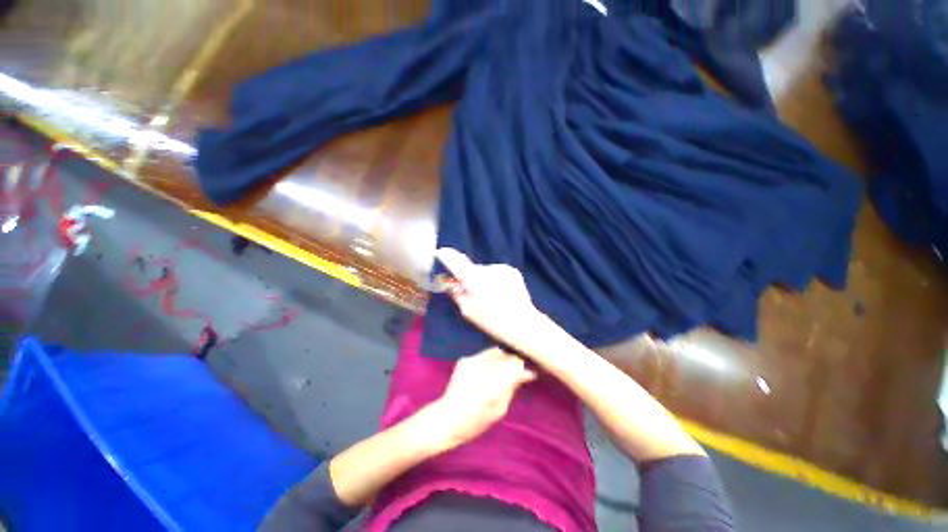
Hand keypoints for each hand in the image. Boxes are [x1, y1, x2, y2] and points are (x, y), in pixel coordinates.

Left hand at [429, 346, 536, 448]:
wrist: (448, 417)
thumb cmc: (477, 420)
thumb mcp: (501, 408)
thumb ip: (513, 387)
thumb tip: (526, 374)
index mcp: (496, 379)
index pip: (516, 363)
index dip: (522, 369)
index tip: (526, 375)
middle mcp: (485, 365)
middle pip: (506, 355)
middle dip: (511, 363)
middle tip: (512, 375)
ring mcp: (473, 360)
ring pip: (495, 352)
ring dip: (500, 360)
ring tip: (497, 374)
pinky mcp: (465, 360)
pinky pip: (482, 356)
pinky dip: (487, 362)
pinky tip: (483, 374)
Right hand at [436, 247, 544, 354]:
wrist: (523, 323)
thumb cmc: (492, 321)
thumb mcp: (468, 311)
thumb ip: (456, 294)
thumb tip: (450, 282)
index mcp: (475, 280)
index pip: (457, 262)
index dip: (447, 256)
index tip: (440, 252)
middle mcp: (488, 269)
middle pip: (472, 269)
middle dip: (469, 277)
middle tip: (471, 292)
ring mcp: (502, 269)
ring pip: (485, 271)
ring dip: (482, 279)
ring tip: (490, 296)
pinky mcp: (512, 271)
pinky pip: (496, 273)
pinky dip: (494, 280)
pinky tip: (500, 292)